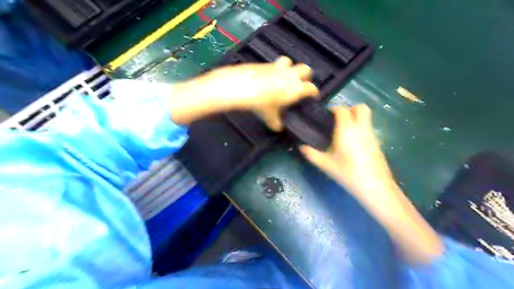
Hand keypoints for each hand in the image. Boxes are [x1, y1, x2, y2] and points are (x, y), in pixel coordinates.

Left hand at [170, 57, 320, 128]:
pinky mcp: (265, 63)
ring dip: (290, 68)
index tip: (312, 96)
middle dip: (306, 75)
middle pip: (306, 69)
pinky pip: (274, 64)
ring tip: (284, 76)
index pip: (311, 88)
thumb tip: (279, 128)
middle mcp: (290, 75)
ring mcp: (278, 67)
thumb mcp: (270, 117)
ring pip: (289, 62)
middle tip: (300, 83)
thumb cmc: (262, 104)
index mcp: (296, 88)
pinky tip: (267, 77)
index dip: (313, 92)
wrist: (243, 87)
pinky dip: (274, 69)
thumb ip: (277, 123)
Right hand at [299, 103, 394, 203]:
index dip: (334, 109)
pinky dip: (361, 128)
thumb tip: (301, 147)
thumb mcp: (325, 164)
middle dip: (350, 109)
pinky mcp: (377, 143)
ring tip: (344, 131)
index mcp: (347, 129)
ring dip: (356, 118)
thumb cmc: (347, 173)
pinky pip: (369, 127)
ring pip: (367, 117)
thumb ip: (311, 154)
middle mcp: (361, 128)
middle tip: (339, 120)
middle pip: (361, 107)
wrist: (375, 187)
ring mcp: (372, 135)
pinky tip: (353, 143)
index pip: (342, 110)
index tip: (326, 115)